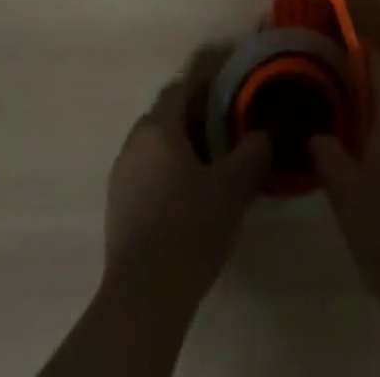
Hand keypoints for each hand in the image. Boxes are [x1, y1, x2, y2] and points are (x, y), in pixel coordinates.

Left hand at [103, 57, 270, 304]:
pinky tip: (190, 195)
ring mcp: (121, 176)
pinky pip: (147, 171)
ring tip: (213, 162)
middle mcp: (134, 143)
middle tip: (228, 127)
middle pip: (167, 114)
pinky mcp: (118, 208)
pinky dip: (168, 171)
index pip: (182, 86)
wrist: (144, 297)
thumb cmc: (190, 227)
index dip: (207, 82)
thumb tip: (261, 134)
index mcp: (158, 127)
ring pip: (156, 144)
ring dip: (182, 145)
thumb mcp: (234, 186)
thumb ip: (253, 152)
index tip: (231, 88)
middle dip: (196, 115)